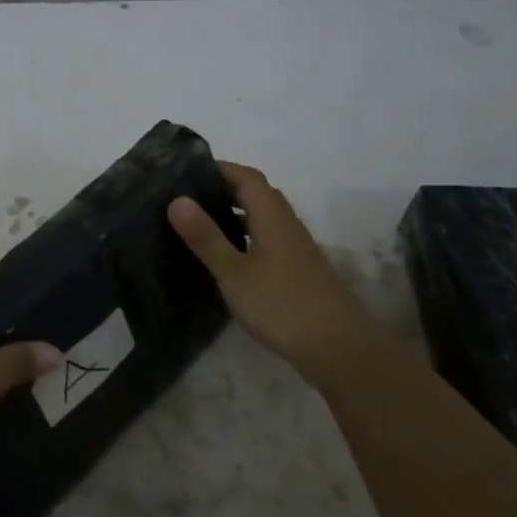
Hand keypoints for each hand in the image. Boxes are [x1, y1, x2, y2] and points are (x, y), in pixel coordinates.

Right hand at [169, 161, 379, 387]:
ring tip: (200, 225)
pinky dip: (246, 238)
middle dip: (224, 189)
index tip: (186, 172)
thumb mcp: (234, 273)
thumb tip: (177, 199)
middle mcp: (287, 224)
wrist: (339, 348)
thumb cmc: (281, 305)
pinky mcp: (299, 270)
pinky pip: (268, 240)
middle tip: (187, 198)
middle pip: (256, 194)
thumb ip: (206, 237)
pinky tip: (228, 259)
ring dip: (235, 215)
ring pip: (263, 218)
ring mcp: (297, 248)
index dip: (219, 168)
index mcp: (272, 216)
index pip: (246, 176)